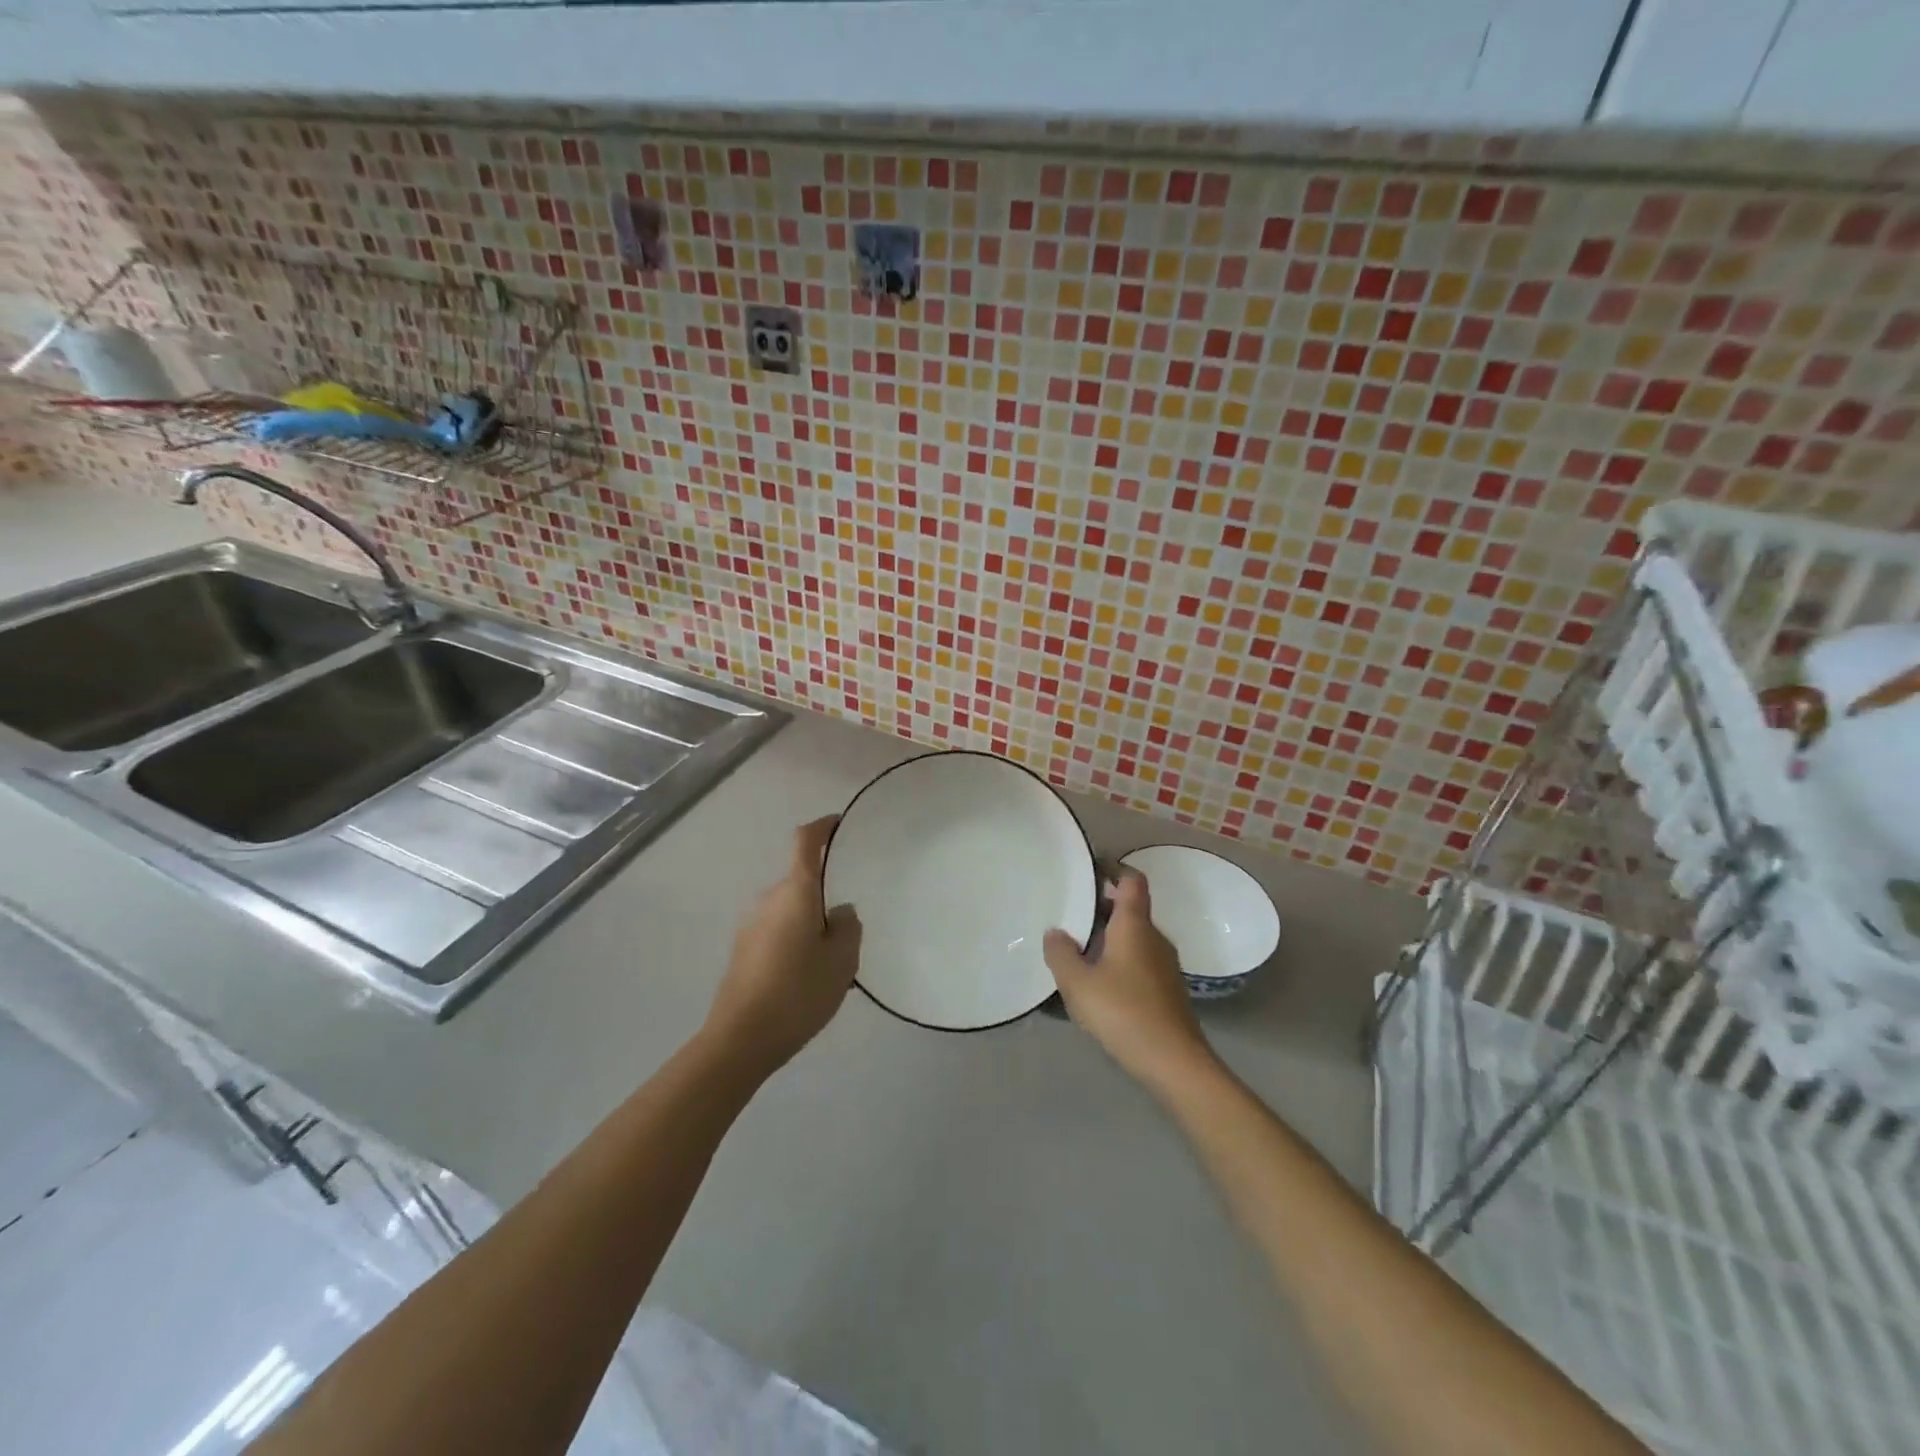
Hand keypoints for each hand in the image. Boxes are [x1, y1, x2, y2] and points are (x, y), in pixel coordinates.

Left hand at [703, 816, 862, 1080]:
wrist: (740, 1039)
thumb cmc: (797, 992)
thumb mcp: (842, 960)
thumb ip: (848, 926)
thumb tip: (838, 912)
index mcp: (795, 891)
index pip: (805, 841)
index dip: (823, 827)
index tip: (840, 825)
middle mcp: (769, 898)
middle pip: (802, 881)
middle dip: (825, 894)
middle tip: (850, 926)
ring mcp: (751, 923)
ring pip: (790, 909)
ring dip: (809, 921)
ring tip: (831, 957)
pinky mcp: (742, 949)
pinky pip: (777, 930)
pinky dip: (794, 939)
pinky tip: (806, 975)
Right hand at [1044, 870, 1216, 1092]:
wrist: (1174, 1061)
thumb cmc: (1123, 1011)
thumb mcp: (1079, 983)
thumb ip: (1061, 953)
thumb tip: (1055, 931)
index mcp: (1134, 925)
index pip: (1131, 881)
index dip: (1113, 869)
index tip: (1091, 868)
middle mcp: (1154, 937)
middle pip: (1131, 909)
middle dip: (1102, 907)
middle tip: (1071, 913)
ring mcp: (1165, 965)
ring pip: (1134, 937)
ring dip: (1109, 937)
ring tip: (1078, 949)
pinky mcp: (1167, 990)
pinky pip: (1139, 961)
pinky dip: (1119, 960)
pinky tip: (1099, 983)